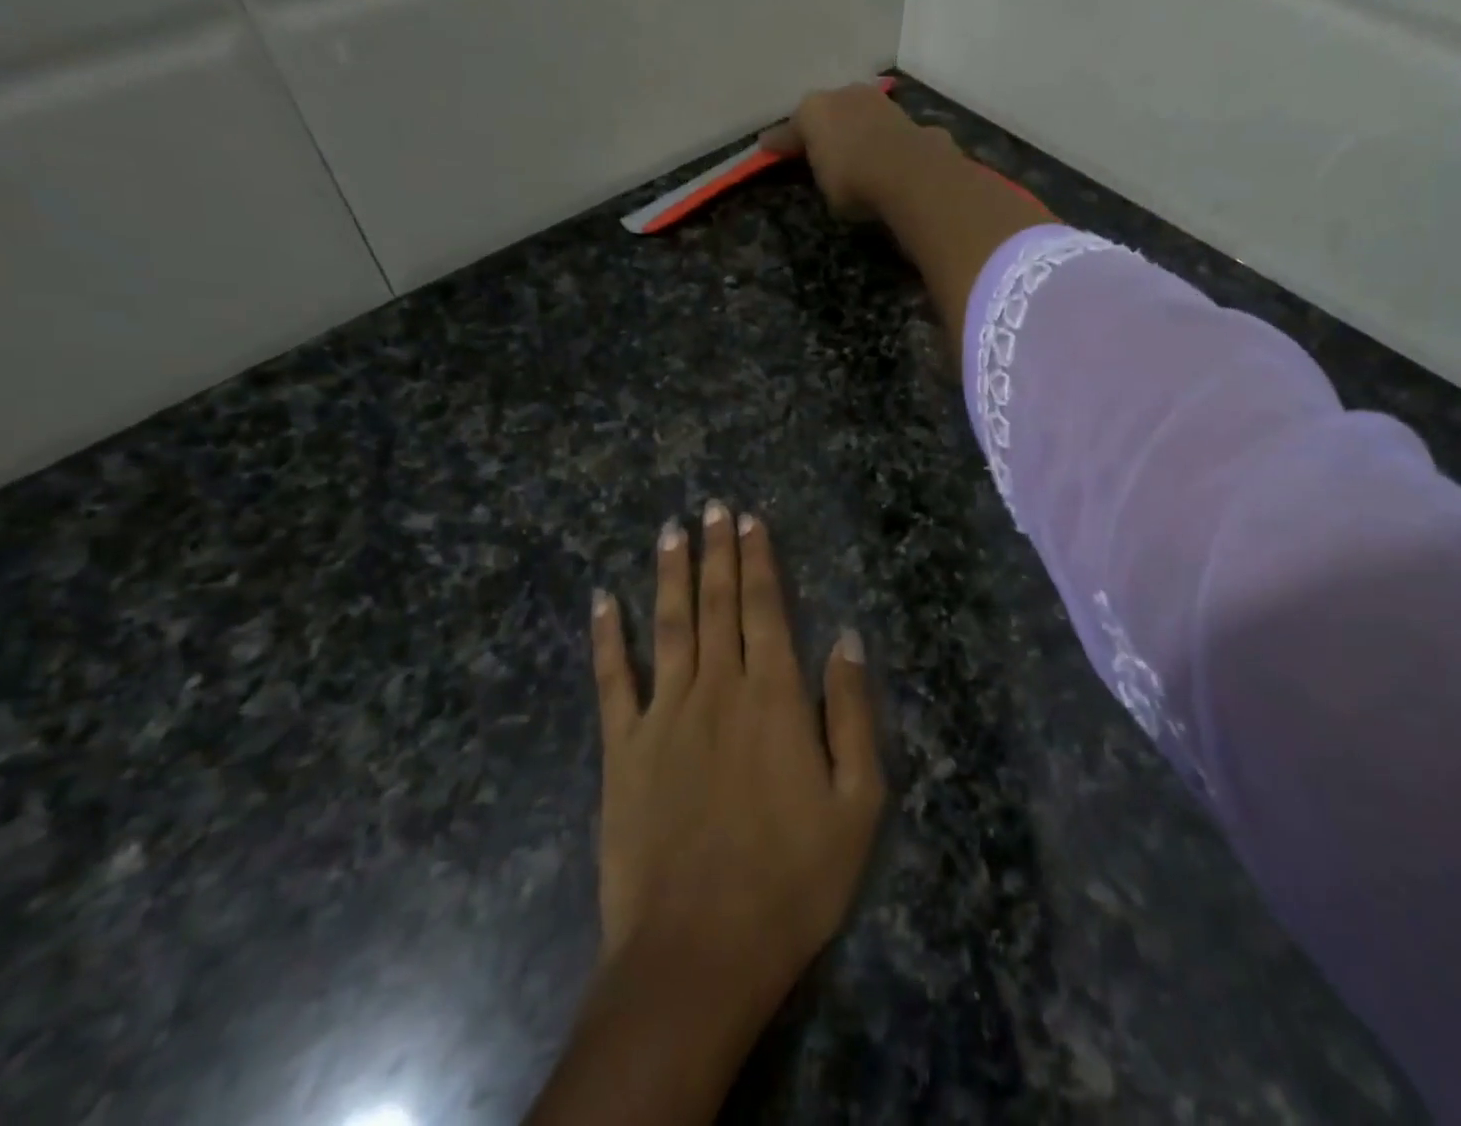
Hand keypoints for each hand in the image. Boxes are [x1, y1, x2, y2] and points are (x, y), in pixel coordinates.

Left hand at [591, 502, 884, 1022]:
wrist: (698, 954)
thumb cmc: (792, 879)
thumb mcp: (857, 802)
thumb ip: (852, 712)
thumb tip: (847, 637)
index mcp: (774, 697)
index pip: (766, 607)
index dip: (759, 559)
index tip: (751, 519)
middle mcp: (718, 688)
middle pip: (717, 603)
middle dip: (717, 551)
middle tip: (713, 506)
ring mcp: (664, 715)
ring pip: (668, 624)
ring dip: (670, 573)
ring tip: (671, 529)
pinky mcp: (622, 749)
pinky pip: (612, 680)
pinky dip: (606, 636)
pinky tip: (603, 599)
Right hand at [761, 83, 955, 221]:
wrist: (910, 173)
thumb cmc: (853, 182)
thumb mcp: (825, 186)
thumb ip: (820, 171)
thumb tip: (824, 165)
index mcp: (812, 111)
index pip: (789, 130)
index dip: (779, 143)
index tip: (767, 147)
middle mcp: (843, 95)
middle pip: (827, 113)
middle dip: (823, 129)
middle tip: (819, 147)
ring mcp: (878, 101)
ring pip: (859, 114)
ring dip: (856, 129)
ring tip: (856, 150)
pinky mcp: (907, 116)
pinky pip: (886, 130)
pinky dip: (883, 140)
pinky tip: (886, 155)